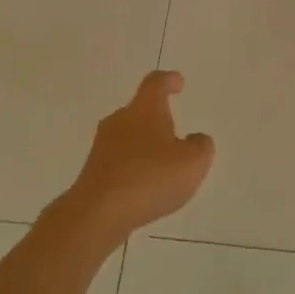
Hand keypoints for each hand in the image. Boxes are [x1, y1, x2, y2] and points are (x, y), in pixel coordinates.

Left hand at [61, 71, 214, 243]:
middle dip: (157, 118)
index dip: (169, 80)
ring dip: (145, 145)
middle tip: (175, 134)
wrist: (98, 213)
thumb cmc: (150, 178)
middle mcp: (120, 120)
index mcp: (144, 110)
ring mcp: (102, 146)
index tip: (179, 83)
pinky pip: (119, 161)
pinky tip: (144, 187)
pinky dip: (133, 167)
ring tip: (163, 166)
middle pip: (140, 110)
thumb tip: (195, 139)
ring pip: (128, 136)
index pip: (155, 83)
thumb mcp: (193, 162)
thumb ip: (201, 146)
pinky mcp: (94, 171)